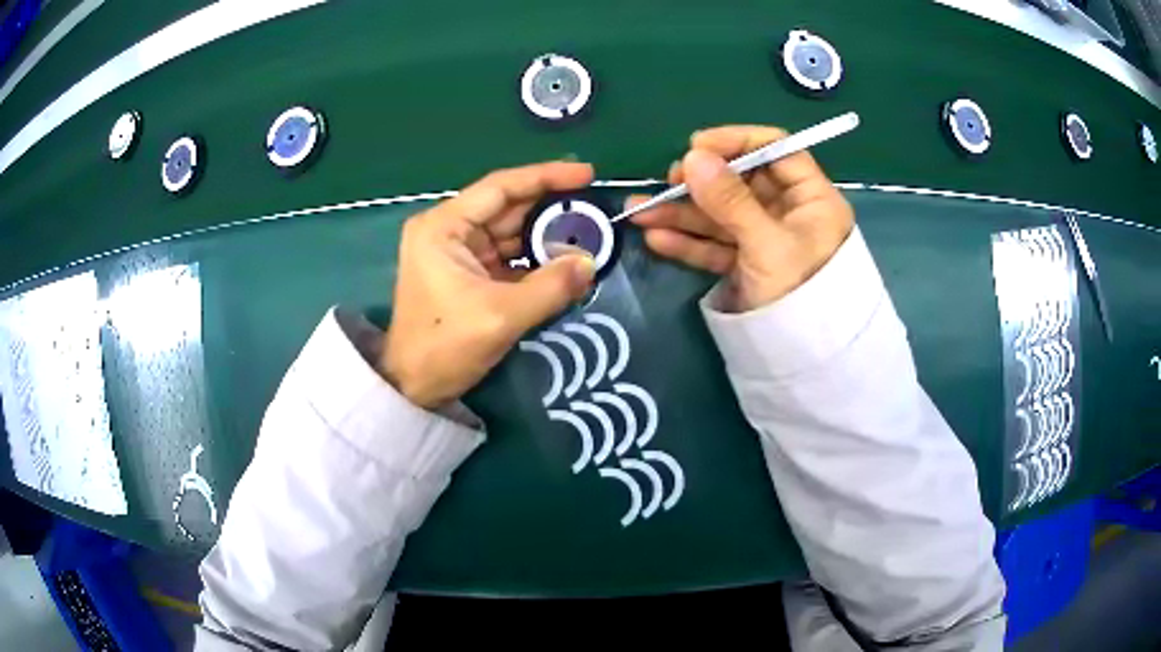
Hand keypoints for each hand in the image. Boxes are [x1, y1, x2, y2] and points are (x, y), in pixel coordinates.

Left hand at [381, 162, 596, 408]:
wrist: (411, 387)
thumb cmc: (444, 347)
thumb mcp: (500, 317)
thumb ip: (549, 287)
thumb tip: (590, 263)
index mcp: (444, 226)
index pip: (501, 187)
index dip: (546, 176)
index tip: (587, 174)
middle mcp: (448, 230)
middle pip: (507, 207)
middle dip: (550, 208)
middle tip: (595, 208)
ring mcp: (457, 252)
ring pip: (510, 232)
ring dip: (546, 235)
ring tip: (589, 234)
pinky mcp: (467, 273)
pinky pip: (507, 256)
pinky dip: (534, 258)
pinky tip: (565, 260)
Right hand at [629, 125, 853, 311]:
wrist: (804, 363)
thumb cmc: (802, 296)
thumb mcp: (767, 245)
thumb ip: (731, 200)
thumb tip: (693, 156)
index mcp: (811, 199)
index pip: (776, 150)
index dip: (737, 142)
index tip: (697, 145)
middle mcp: (789, 213)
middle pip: (741, 182)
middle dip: (700, 182)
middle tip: (670, 182)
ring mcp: (765, 240)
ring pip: (721, 216)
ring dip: (681, 213)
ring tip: (638, 212)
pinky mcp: (747, 266)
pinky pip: (716, 246)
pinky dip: (688, 243)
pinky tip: (655, 238)